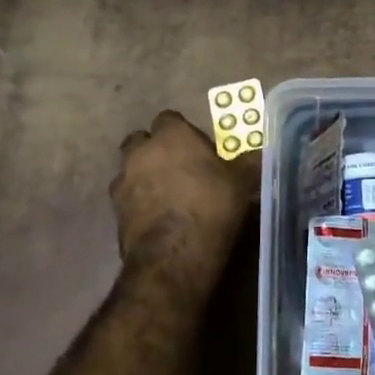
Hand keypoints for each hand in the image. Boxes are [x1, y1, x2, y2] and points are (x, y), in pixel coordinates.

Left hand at [110, 111, 260, 259]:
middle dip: (156, 150)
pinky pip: (127, 198)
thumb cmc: (211, 206)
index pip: (170, 118)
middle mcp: (141, 151)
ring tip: (167, 196)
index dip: (184, 132)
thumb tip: (259, 153)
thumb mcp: (241, 182)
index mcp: (171, 135)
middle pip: (142, 141)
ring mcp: (123, 181)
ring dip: (143, 176)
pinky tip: (156, 218)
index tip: (198, 148)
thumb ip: (247, 162)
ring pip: (130, 169)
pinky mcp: (114, 210)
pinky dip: (138, 202)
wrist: (174, 255)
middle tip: (179, 168)